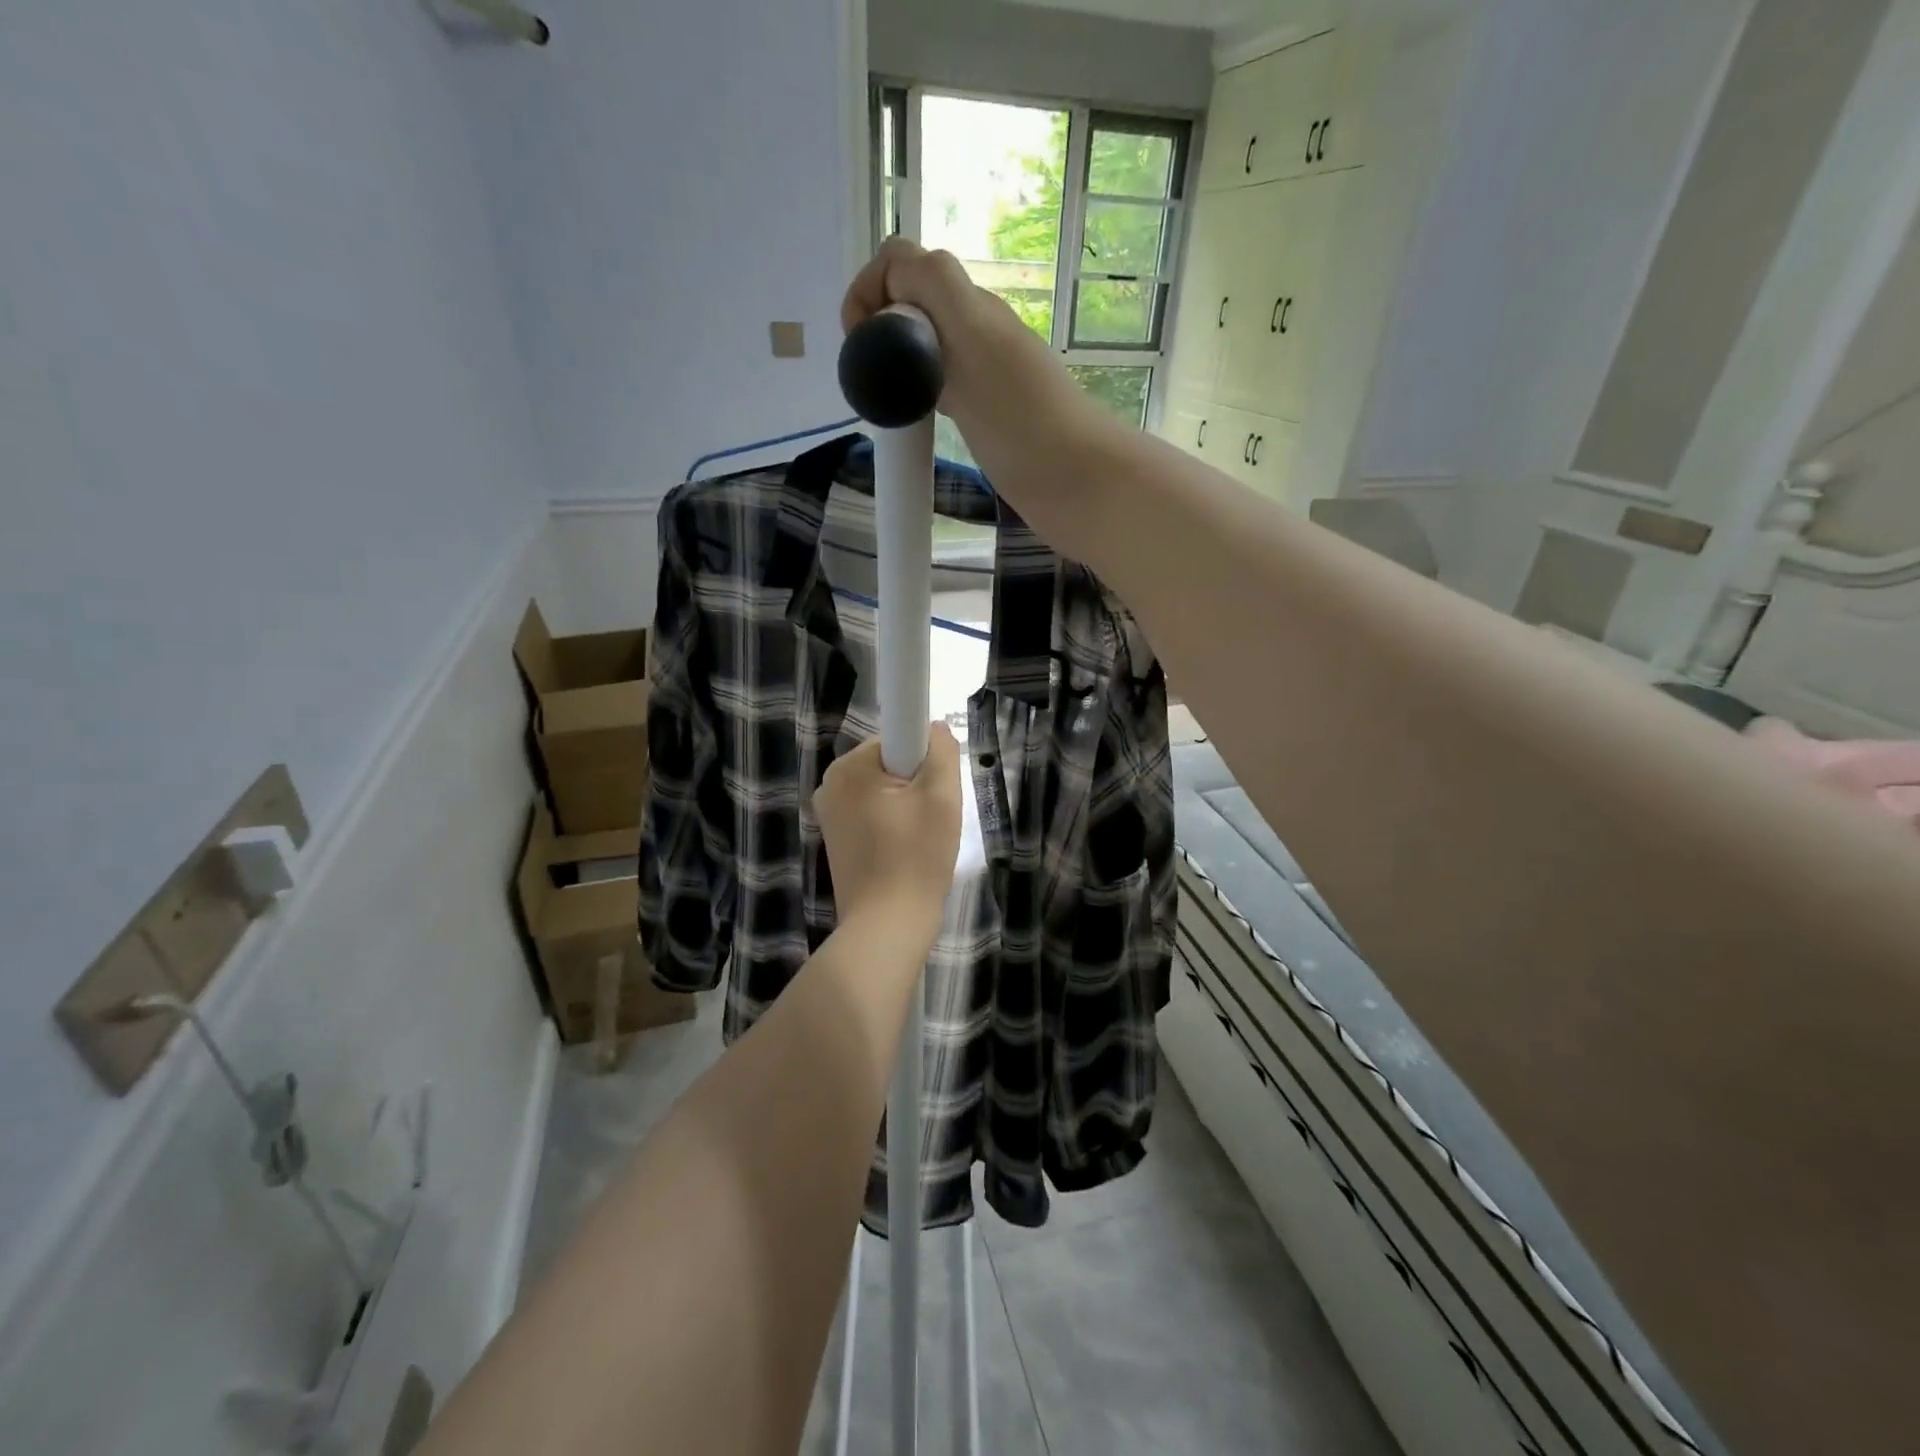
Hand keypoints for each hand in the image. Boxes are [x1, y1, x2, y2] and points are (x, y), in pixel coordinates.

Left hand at [816, 723, 962, 939]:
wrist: (887, 926)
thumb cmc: (916, 858)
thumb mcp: (942, 797)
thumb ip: (941, 751)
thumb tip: (933, 728)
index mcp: (849, 767)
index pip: (898, 737)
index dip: (924, 759)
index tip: (934, 790)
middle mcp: (830, 783)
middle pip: (890, 763)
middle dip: (916, 783)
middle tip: (932, 818)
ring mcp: (828, 812)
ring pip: (883, 790)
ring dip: (907, 805)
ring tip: (919, 839)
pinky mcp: (835, 838)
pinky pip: (872, 812)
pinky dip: (892, 824)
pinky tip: (903, 851)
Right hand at [841, 238, 1088, 446]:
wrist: (1079, 482)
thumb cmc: (1022, 418)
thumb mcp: (973, 338)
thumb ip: (934, 291)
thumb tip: (895, 271)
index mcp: (971, 305)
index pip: (905, 263)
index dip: (870, 291)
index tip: (859, 345)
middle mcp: (978, 331)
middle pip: (914, 304)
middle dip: (881, 331)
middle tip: (871, 382)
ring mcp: (986, 375)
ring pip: (927, 346)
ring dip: (898, 365)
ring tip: (887, 404)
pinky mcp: (990, 415)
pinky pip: (943, 387)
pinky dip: (919, 396)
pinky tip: (916, 422)